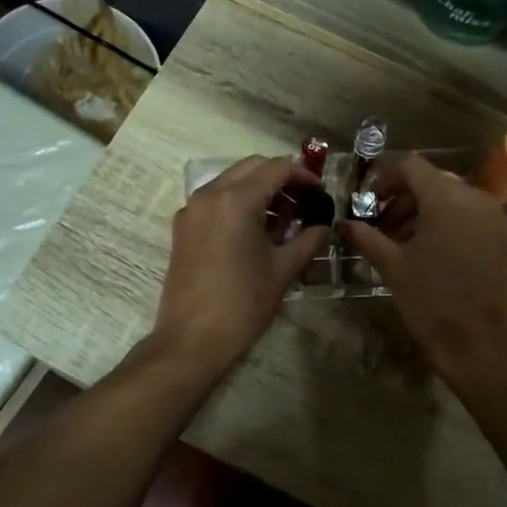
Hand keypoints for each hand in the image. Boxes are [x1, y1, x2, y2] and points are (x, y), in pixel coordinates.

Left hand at [152, 156, 329, 373]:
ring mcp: (192, 209)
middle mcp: (210, 194)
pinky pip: (215, 200)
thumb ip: (308, 240)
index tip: (321, 193)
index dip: (303, 175)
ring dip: (258, 190)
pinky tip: (255, 231)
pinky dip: (238, 203)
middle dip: (280, 178)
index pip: (276, 167)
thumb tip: (324, 225)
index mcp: (236, 200)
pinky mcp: (183, 227)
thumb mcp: (283, 270)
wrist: (191, 339)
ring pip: (231, 181)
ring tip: (283, 219)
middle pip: (252, 167)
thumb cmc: (242, 303)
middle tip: (304, 203)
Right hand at [337, 155, 506, 381]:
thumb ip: (367, 237)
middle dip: (404, 199)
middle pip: (433, 182)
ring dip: (426, 212)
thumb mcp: (392, 266)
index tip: (369, 203)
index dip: (385, 179)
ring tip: (405, 243)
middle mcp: (476, 198)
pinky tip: (433, 252)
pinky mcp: (505, 238)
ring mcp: (495, 217)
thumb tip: (344, 224)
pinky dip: (450, 223)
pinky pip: (473, 216)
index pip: (412, 167)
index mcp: (446, 199)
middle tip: (383, 227)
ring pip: (454, 199)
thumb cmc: (430, 301)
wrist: (480, 343)